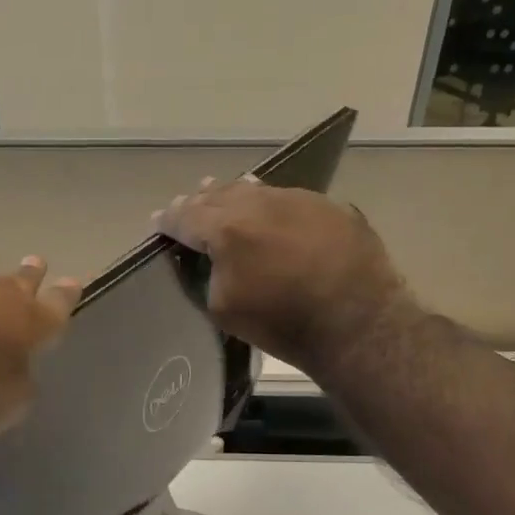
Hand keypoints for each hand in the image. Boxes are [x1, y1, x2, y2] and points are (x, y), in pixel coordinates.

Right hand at [153, 178, 413, 373]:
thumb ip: (209, 274)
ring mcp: (298, 200)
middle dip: (199, 202)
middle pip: (219, 195)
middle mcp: (259, 203)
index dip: (168, 220)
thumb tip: (213, 259)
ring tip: (223, 195)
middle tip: (187, 206)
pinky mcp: (330, 207)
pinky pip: (289, 200)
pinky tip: (272, 214)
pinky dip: (272, 206)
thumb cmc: (282, 323)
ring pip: (256, 190)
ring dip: (235, 196)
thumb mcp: (224, 308)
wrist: (357, 323)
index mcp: (226, 229)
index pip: (185, 217)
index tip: (158, 222)